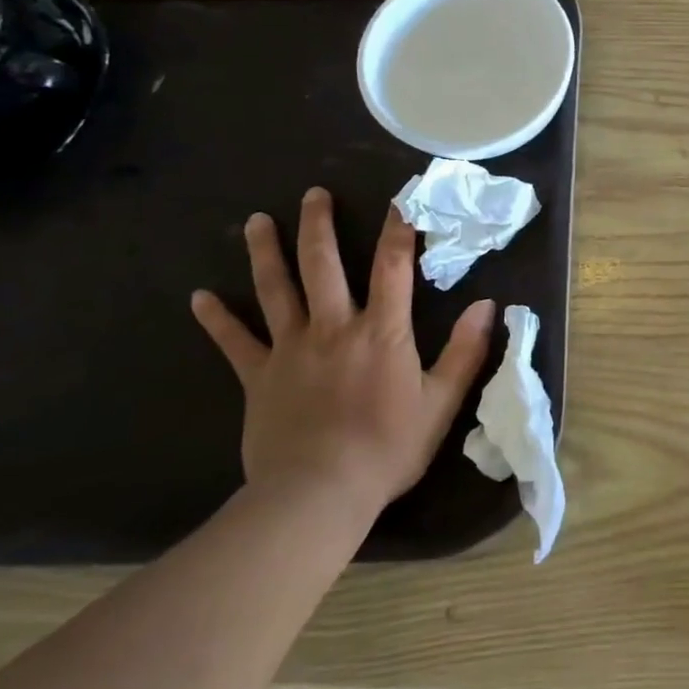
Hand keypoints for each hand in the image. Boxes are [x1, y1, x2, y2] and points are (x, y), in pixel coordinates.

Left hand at [191, 187, 494, 524]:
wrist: (318, 495)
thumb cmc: (388, 447)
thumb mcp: (442, 401)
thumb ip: (465, 350)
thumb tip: (489, 305)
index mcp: (381, 331)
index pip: (392, 266)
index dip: (398, 229)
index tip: (399, 198)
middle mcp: (333, 327)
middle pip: (323, 264)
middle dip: (319, 225)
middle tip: (313, 193)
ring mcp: (290, 349)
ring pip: (276, 290)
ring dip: (265, 252)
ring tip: (255, 220)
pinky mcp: (258, 377)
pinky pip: (234, 342)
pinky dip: (217, 319)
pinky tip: (199, 297)